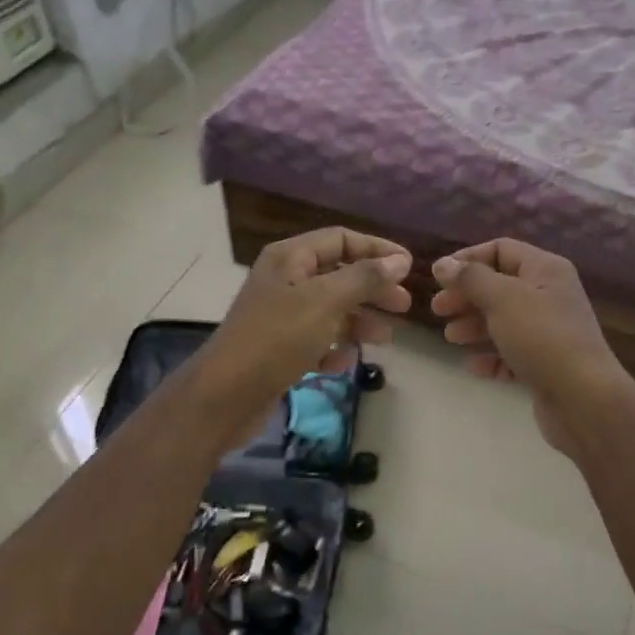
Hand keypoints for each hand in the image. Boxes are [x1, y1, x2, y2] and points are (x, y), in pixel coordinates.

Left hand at [191, 227, 411, 438]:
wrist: (225, 395)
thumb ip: (364, 278)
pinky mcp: (279, 348)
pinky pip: (315, 341)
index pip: (340, 239)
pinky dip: (333, 349)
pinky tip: (343, 363)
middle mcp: (284, 280)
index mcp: (290, 258)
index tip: (409, 267)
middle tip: (404, 306)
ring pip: (330, 310)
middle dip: (372, 289)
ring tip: (385, 339)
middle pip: (339, 275)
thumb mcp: (325, 302)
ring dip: (359, 322)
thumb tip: (398, 260)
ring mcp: (280, 315)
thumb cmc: (277, 339)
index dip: (376, 249)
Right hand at [430, 239, 632, 456]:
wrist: (583, 398)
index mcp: (546, 270)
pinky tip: (473, 365)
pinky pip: (512, 353)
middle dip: (467, 296)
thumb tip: (444, 264)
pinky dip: (491, 356)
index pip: (502, 249)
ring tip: (451, 338)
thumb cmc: (542, 338)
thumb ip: (470, 278)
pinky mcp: (545, 364)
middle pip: (499, 286)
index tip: (439, 278)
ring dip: (474, 326)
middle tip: (438, 310)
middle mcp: (550, 295)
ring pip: (503, 320)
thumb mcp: (503, 299)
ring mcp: (549, 331)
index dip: (468, 259)